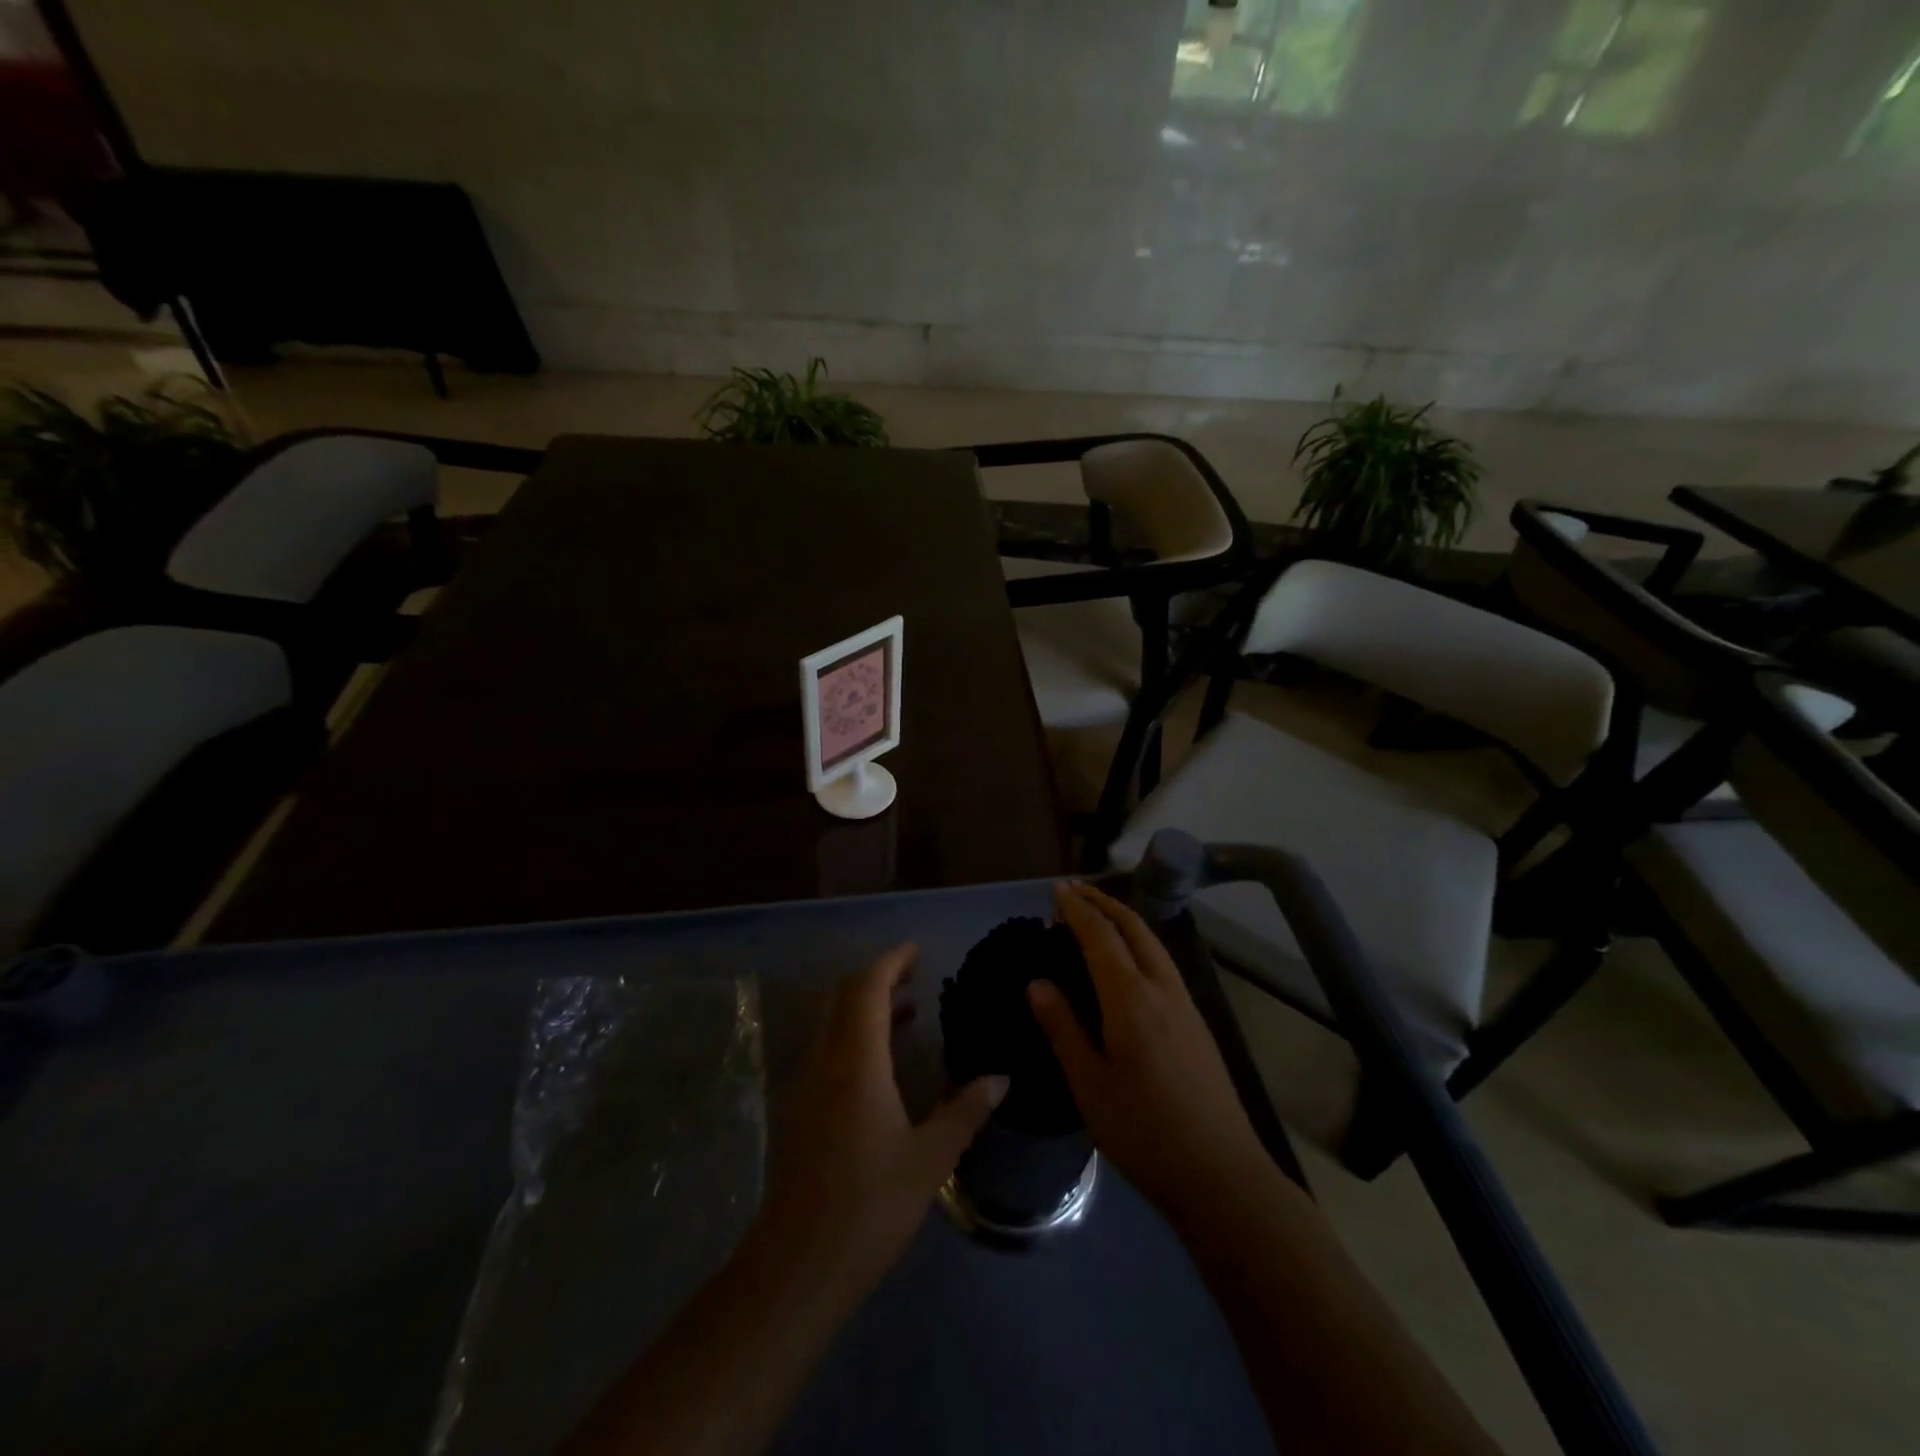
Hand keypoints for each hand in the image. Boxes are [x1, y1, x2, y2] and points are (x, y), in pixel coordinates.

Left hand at [752, 944, 1006, 1309]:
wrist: (795, 1268)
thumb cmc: (868, 1207)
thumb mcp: (929, 1159)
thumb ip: (965, 1112)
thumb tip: (1001, 1079)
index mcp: (856, 1062)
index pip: (867, 989)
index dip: (891, 962)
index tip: (917, 951)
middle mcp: (825, 1062)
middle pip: (843, 997)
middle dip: (877, 978)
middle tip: (915, 977)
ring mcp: (805, 1086)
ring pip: (832, 1023)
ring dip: (865, 1008)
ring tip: (907, 1013)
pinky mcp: (799, 1111)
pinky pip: (827, 1050)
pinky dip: (854, 1036)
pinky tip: (881, 1065)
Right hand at [1029, 882, 1267, 1228]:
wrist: (1222, 1175)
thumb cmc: (1144, 1132)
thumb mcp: (1089, 1085)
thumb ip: (1063, 1028)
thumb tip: (1037, 983)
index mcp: (1131, 999)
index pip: (1101, 936)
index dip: (1078, 909)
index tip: (1058, 890)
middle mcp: (1162, 989)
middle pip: (1134, 927)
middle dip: (1104, 902)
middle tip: (1074, 891)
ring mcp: (1186, 1004)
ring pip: (1154, 942)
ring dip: (1125, 919)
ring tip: (1098, 915)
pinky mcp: (1197, 1023)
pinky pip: (1163, 962)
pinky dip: (1140, 942)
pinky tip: (1129, 960)